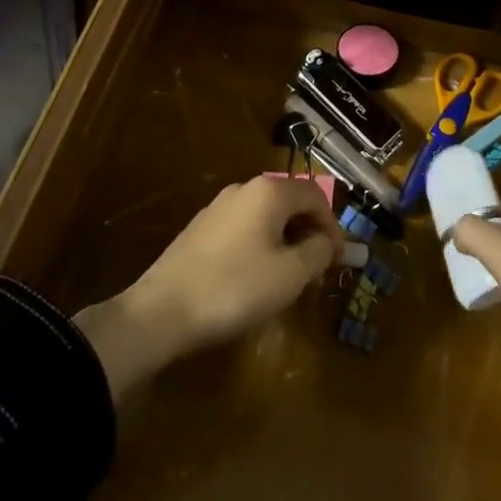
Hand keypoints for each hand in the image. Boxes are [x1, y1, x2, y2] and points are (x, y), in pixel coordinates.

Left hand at [75, 176, 342, 400]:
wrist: (161, 312)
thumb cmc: (235, 288)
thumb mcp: (290, 275)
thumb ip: (319, 252)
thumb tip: (330, 243)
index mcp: (270, 191)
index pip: (316, 195)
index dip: (333, 225)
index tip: (338, 260)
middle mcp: (245, 188)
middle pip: (290, 202)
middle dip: (309, 232)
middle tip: (316, 269)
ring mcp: (219, 206)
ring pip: (266, 216)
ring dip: (285, 240)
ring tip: (289, 277)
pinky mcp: (201, 228)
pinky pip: (244, 228)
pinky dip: (260, 245)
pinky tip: (255, 277)